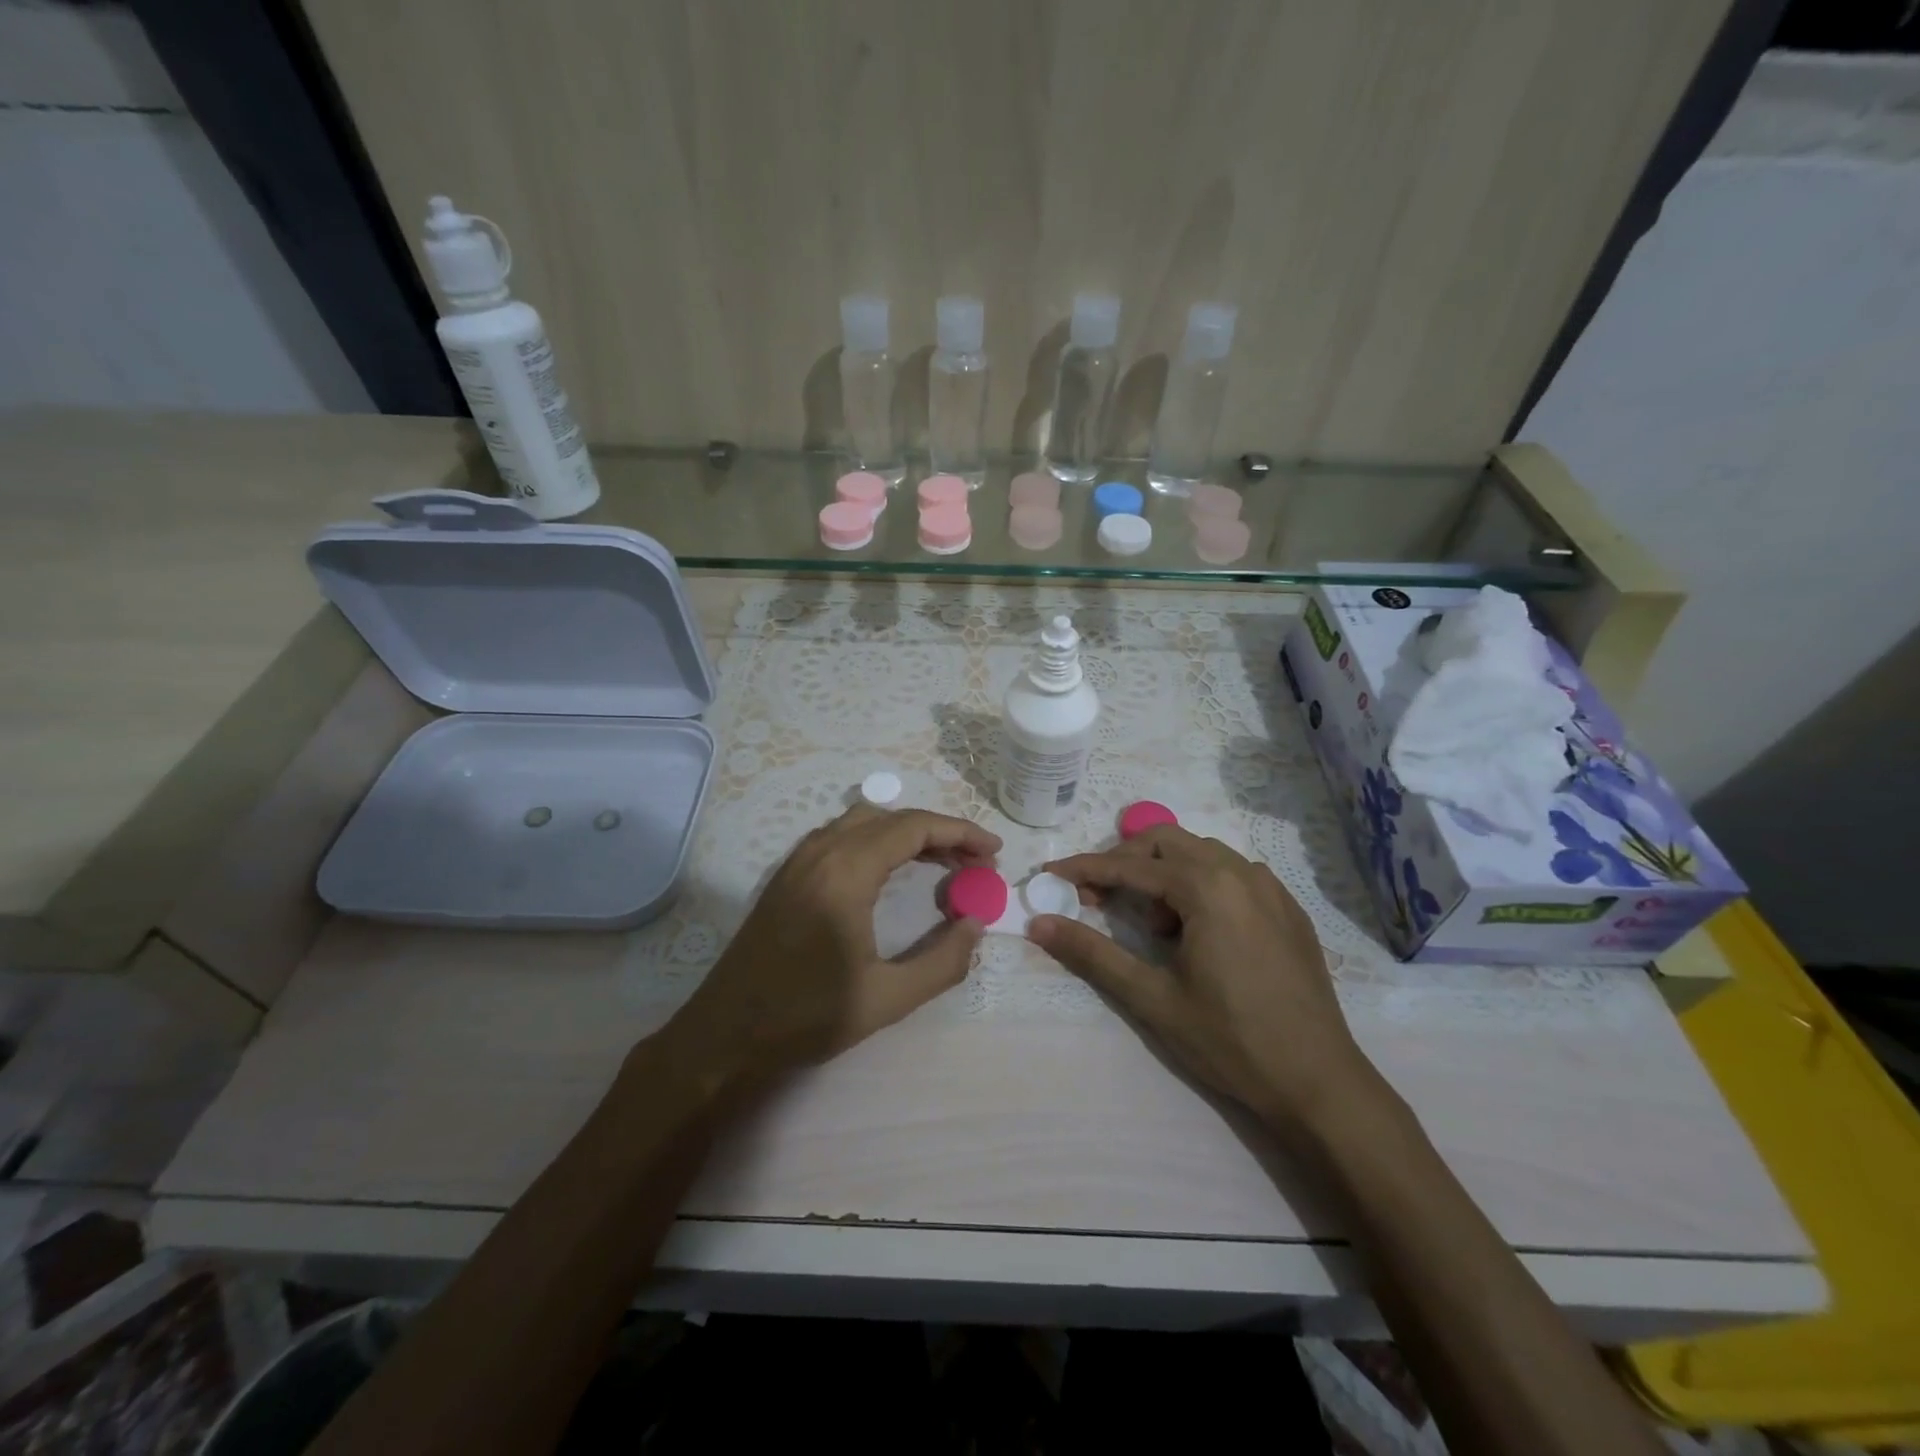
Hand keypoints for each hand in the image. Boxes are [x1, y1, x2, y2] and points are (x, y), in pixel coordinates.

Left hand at [659, 804, 1000, 1090]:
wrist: (724, 1034)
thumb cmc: (805, 1017)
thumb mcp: (886, 998)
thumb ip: (942, 960)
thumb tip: (976, 924)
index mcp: (845, 872)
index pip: (913, 828)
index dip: (960, 832)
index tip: (993, 851)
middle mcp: (821, 851)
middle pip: (891, 818)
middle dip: (939, 832)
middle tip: (974, 862)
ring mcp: (798, 860)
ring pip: (864, 822)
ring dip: (907, 834)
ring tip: (942, 864)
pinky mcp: (787, 875)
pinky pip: (842, 836)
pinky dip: (878, 841)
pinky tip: (892, 873)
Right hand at [1029, 825, 1380, 1136]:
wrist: (1319, 1082)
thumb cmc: (1230, 1040)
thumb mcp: (1152, 998)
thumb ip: (1092, 954)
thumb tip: (1038, 924)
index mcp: (1207, 888)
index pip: (1130, 867)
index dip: (1085, 869)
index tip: (1051, 874)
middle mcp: (1240, 872)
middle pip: (1166, 842)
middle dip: (1124, 861)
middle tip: (1096, 897)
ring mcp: (1271, 887)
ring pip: (1200, 853)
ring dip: (1163, 872)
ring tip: (1151, 923)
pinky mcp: (1288, 908)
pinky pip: (1232, 873)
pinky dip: (1199, 883)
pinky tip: (1195, 929)